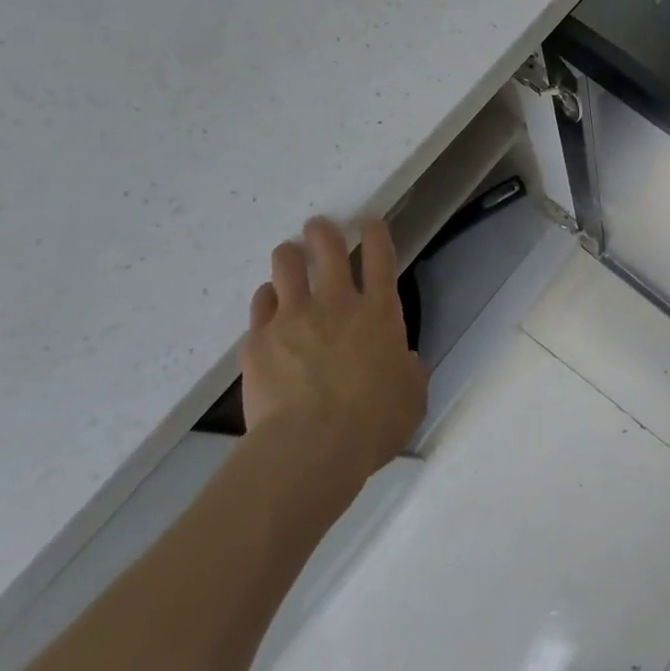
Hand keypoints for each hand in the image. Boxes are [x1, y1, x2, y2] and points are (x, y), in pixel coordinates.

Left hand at [241, 217, 427, 475]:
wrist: (310, 448)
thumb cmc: (372, 424)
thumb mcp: (410, 397)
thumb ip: (409, 372)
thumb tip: (405, 362)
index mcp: (380, 312)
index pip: (380, 257)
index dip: (375, 233)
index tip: (369, 222)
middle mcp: (337, 303)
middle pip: (328, 248)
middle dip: (323, 231)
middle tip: (319, 226)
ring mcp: (294, 317)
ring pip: (286, 265)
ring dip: (289, 255)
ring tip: (288, 254)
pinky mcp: (259, 339)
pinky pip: (261, 303)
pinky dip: (267, 299)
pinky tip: (269, 303)